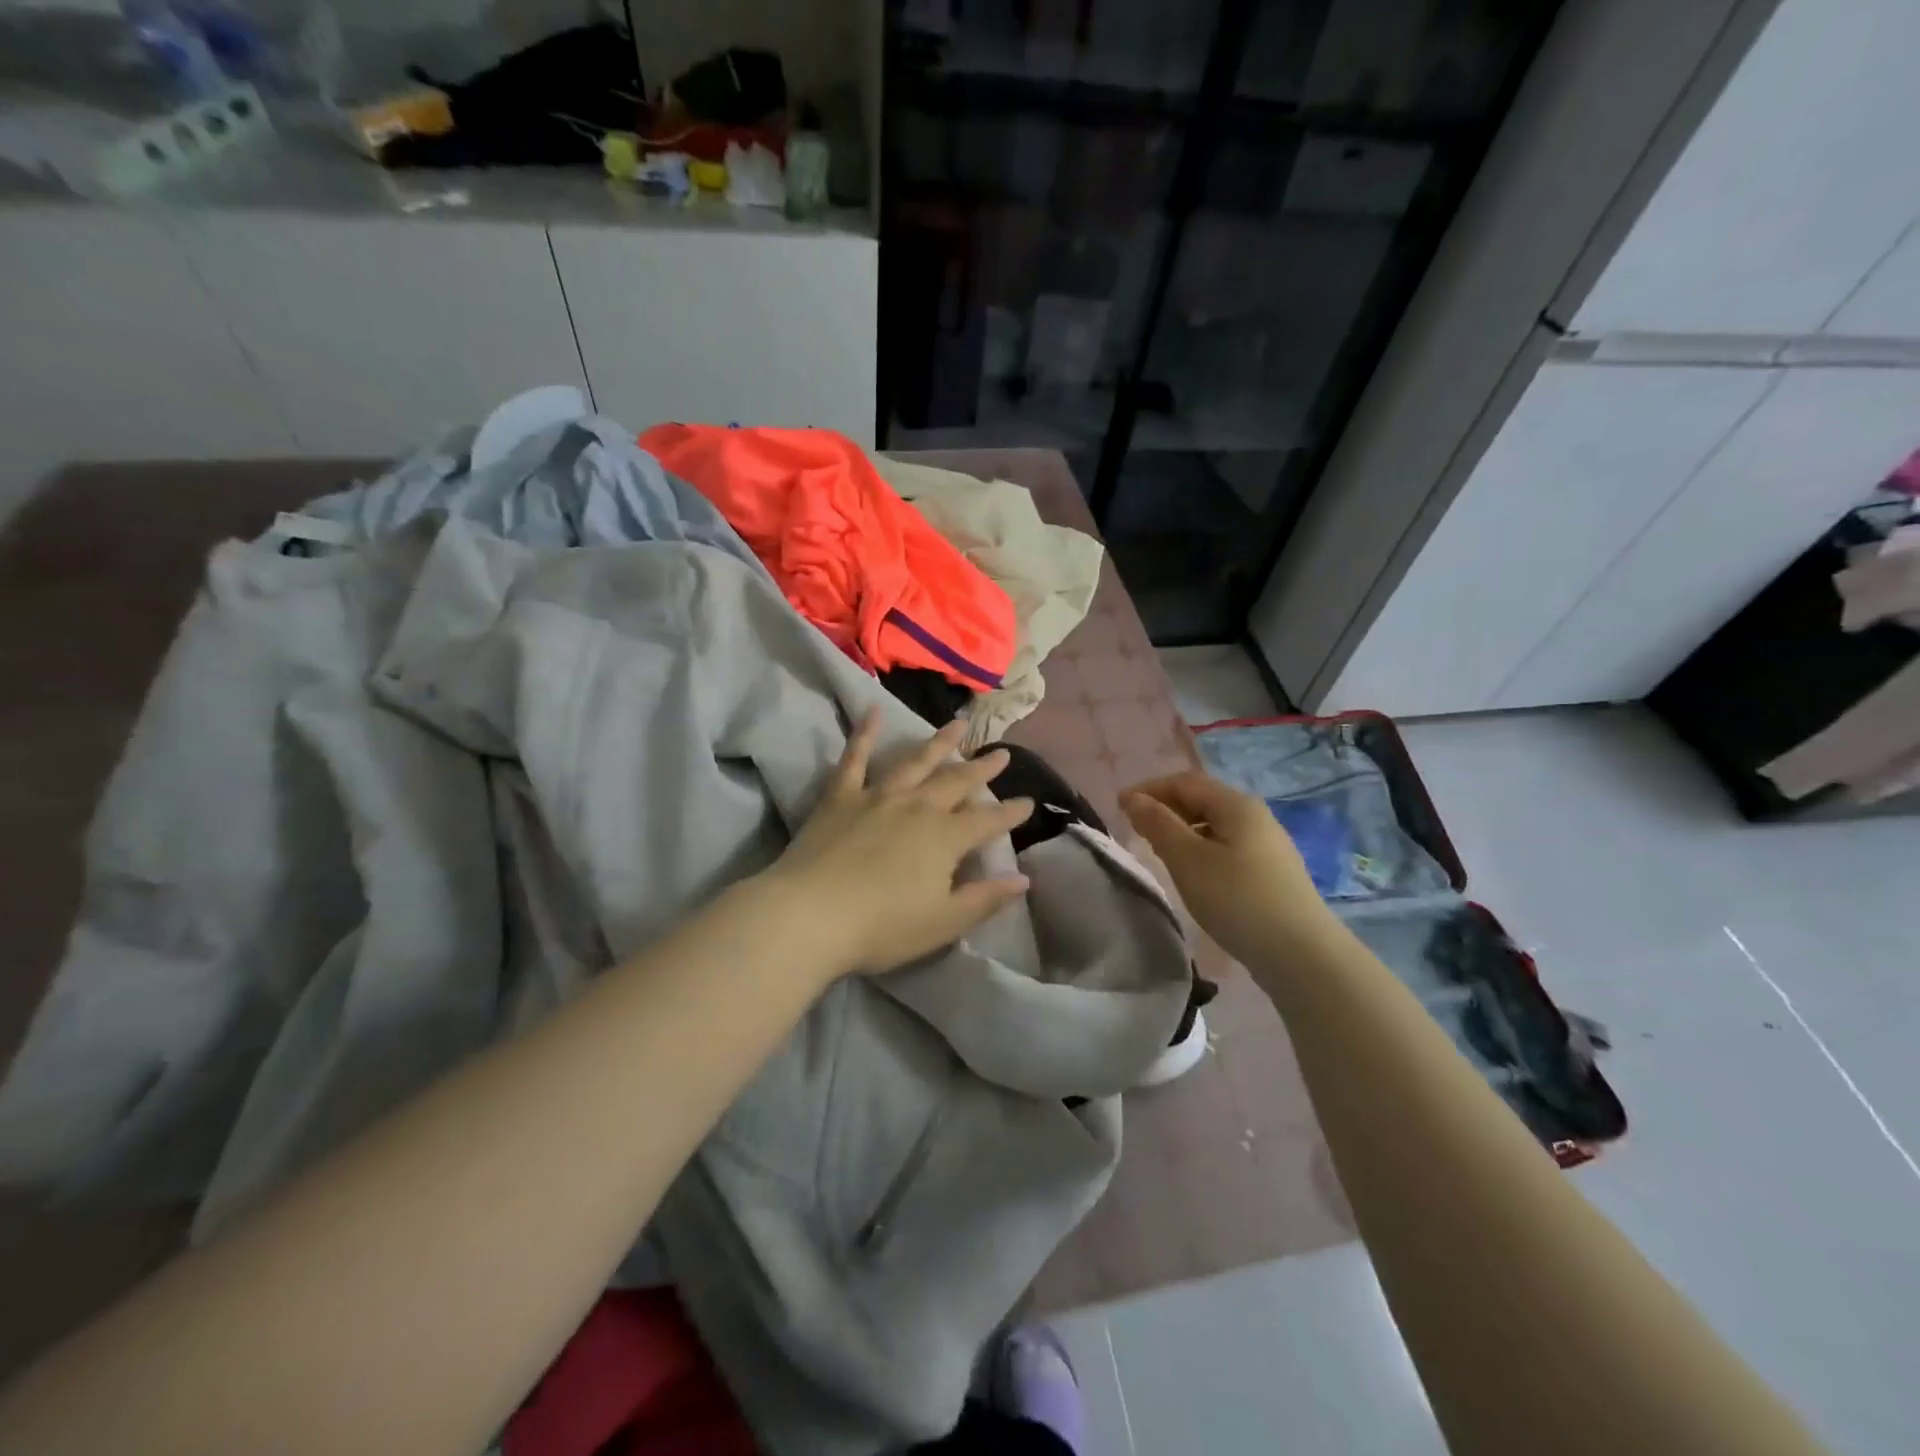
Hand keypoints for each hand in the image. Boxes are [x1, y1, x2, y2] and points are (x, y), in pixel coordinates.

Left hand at [758, 710, 1034, 977]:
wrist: (810, 915)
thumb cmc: (882, 927)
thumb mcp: (943, 923)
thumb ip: (985, 899)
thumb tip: (1023, 880)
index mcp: (945, 838)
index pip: (988, 822)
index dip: (1011, 813)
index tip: (1029, 802)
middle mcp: (917, 807)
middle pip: (956, 783)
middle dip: (981, 769)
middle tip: (1001, 753)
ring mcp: (878, 797)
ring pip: (915, 762)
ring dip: (939, 742)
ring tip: (958, 723)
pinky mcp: (841, 797)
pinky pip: (855, 758)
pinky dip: (864, 733)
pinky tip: (872, 710)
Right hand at [1120, 771, 1339, 967]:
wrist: (1302, 955)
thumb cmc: (1237, 899)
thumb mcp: (1188, 860)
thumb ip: (1158, 825)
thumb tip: (1134, 798)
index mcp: (1236, 805)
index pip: (1184, 782)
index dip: (1149, 789)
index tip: (1118, 806)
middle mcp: (1256, 816)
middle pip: (1202, 800)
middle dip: (1165, 807)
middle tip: (1135, 828)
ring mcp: (1268, 844)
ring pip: (1215, 824)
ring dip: (1182, 829)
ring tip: (1158, 850)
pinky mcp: (1271, 872)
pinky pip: (1227, 846)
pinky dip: (1200, 847)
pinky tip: (1193, 871)